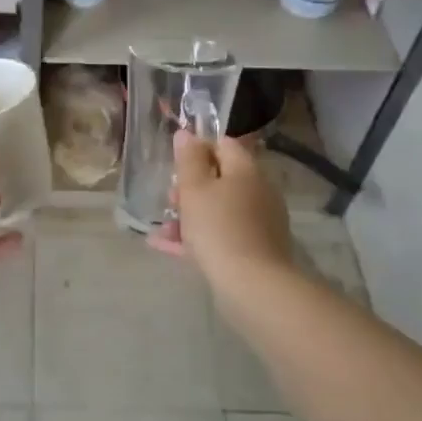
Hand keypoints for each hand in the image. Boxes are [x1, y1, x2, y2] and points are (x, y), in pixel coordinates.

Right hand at [148, 131, 296, 288]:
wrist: (253, 286)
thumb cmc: (218, 227)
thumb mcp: (194, 189)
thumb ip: (189, 159)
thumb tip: (187, 134)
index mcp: (246, 170)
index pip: (223, 144)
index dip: (197, 149)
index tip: (176, 165)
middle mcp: (258, 191)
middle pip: (221, 178)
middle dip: (190, 187)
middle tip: (169, 199)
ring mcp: (259, 222)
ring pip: (219, 209)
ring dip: (190, 215)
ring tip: (162, 230)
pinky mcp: (255, 250)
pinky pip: (222, 235)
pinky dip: (198, 238)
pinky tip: (168, 247)